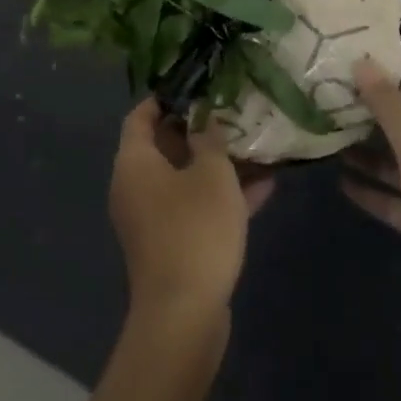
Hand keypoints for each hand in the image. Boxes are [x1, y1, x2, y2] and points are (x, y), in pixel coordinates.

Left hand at [110, 100, 274, 324]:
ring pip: (185, 177)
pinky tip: (265, 185)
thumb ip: (210, 139)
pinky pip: (195, 206)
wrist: (184, 316)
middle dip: (200, 129)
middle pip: (165, 145)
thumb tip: (205, 120)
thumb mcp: (212, 174)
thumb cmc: (195, 230)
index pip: (141, 115)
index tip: (199, 84)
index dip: (167, 97)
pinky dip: (222, 195)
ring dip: (217, 163)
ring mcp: (153, 218)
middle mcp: (135, 186)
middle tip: (234, 111)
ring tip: (255, 143)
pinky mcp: (172, 243)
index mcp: (135, 163)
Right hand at [342, 59, 400, 348]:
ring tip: (332, 138)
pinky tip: (341, 182)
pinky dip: (374, 191)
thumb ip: (388, 106)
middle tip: (337, 102)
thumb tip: (362, 62)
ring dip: (372, 155)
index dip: (399, 83)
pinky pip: (398, 200)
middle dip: (379, 119)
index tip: (360, 71)